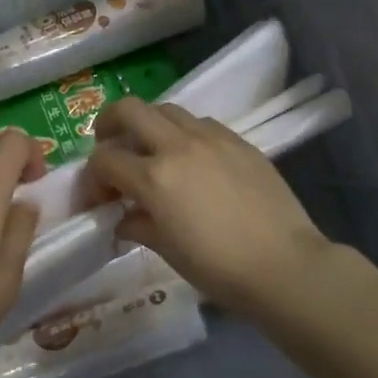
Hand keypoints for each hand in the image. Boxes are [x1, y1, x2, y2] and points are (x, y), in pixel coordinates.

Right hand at [88, 97, 332, 312]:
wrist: (284, 264)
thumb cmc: (219, 268)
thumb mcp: (168, 250)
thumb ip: (139, 225)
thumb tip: (124, 217)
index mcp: (154, 177)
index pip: (105, 159)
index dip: (93, 177)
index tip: (99, 196)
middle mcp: (178, 146)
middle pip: (129, 110)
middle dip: (109, 123)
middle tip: (109, 145)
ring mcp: (211, 138)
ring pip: (166, 109)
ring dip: (149, 124)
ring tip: (152, 150)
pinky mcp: (238, 140)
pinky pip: (200, 122)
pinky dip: (184, 132)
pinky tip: (192, 158)